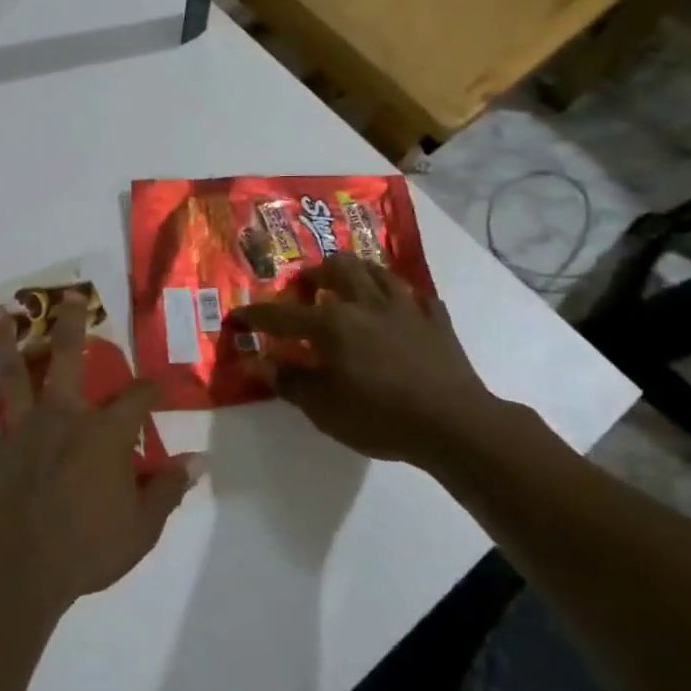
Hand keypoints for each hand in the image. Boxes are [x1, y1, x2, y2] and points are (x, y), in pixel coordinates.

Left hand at [0, 294, 199, 609]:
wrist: (19, 565)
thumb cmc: (87, 546)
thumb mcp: (141, 527)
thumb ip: (167, 489)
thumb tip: (198, 461)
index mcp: (104, 433)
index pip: (136, 398)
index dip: (151, 387)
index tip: (158, 382)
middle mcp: (63, 418)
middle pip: (67, 359)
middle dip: (71, 325)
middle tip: (68, 296)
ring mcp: (23, 431)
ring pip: (13, 376)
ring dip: (5, 343)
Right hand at [225, 255, 531, 467]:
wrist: (454, 424)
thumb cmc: (379, 416)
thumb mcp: (323, 408)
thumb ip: (289, 381)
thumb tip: (261, 362)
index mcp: (331, 323)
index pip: (281, 315)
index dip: (255, 316)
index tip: (236, 316)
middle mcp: (365, 303)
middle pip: (338, 267)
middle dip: (316, 273)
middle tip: (306, 288)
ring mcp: (405, 307)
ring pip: (377, 271)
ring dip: (358, 272)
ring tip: (350, 286)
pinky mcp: (436, 321)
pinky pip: (416, 297)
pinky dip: (401, 299)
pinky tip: (399, 309)